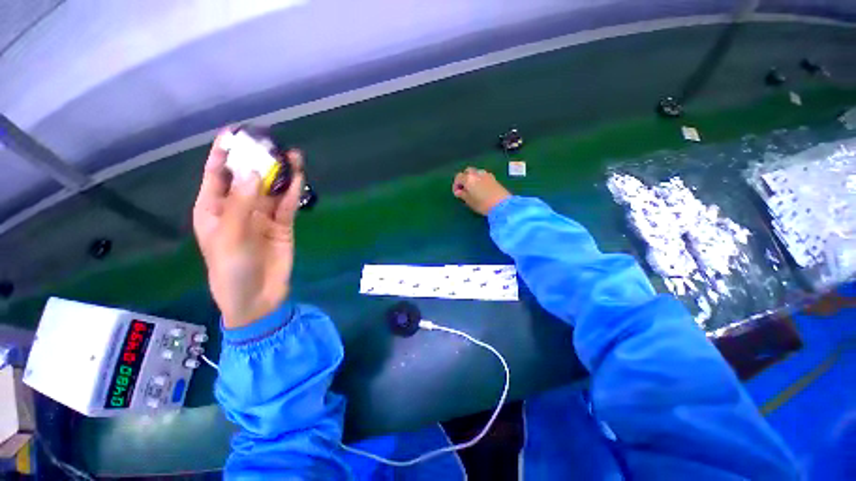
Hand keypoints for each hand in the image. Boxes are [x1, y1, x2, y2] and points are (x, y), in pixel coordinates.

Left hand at [193, 129, 304, 328]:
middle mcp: (237, 208)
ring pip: (271, 189)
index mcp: (213, 208)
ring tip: (292, 155)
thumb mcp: (229, 236)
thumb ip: (241, 204)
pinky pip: (287, 204)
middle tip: (271, 141)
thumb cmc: (231, 269)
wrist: (257, 297)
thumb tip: (254, 173)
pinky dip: (293, 190)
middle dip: (258, 159)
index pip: (217, 174)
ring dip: (281, 173)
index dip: (223, 152)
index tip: (235, 132)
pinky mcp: (282, 225)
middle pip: (248, 177)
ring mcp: (262, 216)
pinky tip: (299, 176)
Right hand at [452, 167, 510, 215]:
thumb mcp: (469, 201)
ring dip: (472, 178)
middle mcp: (477, 173)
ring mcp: (486, 174)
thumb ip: (462, 194)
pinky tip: (481, 188)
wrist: (502, 205)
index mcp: (468, 178)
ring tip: (473, 189)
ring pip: (476, 172)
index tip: (457, 193)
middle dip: (464, 178)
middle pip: (467, 171)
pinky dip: (479, 179)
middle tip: (464, 189)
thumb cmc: (482, 204)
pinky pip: (483, 175)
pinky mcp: (493, 178)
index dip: (456, 185)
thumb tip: (458, 191)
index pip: (458, 177)